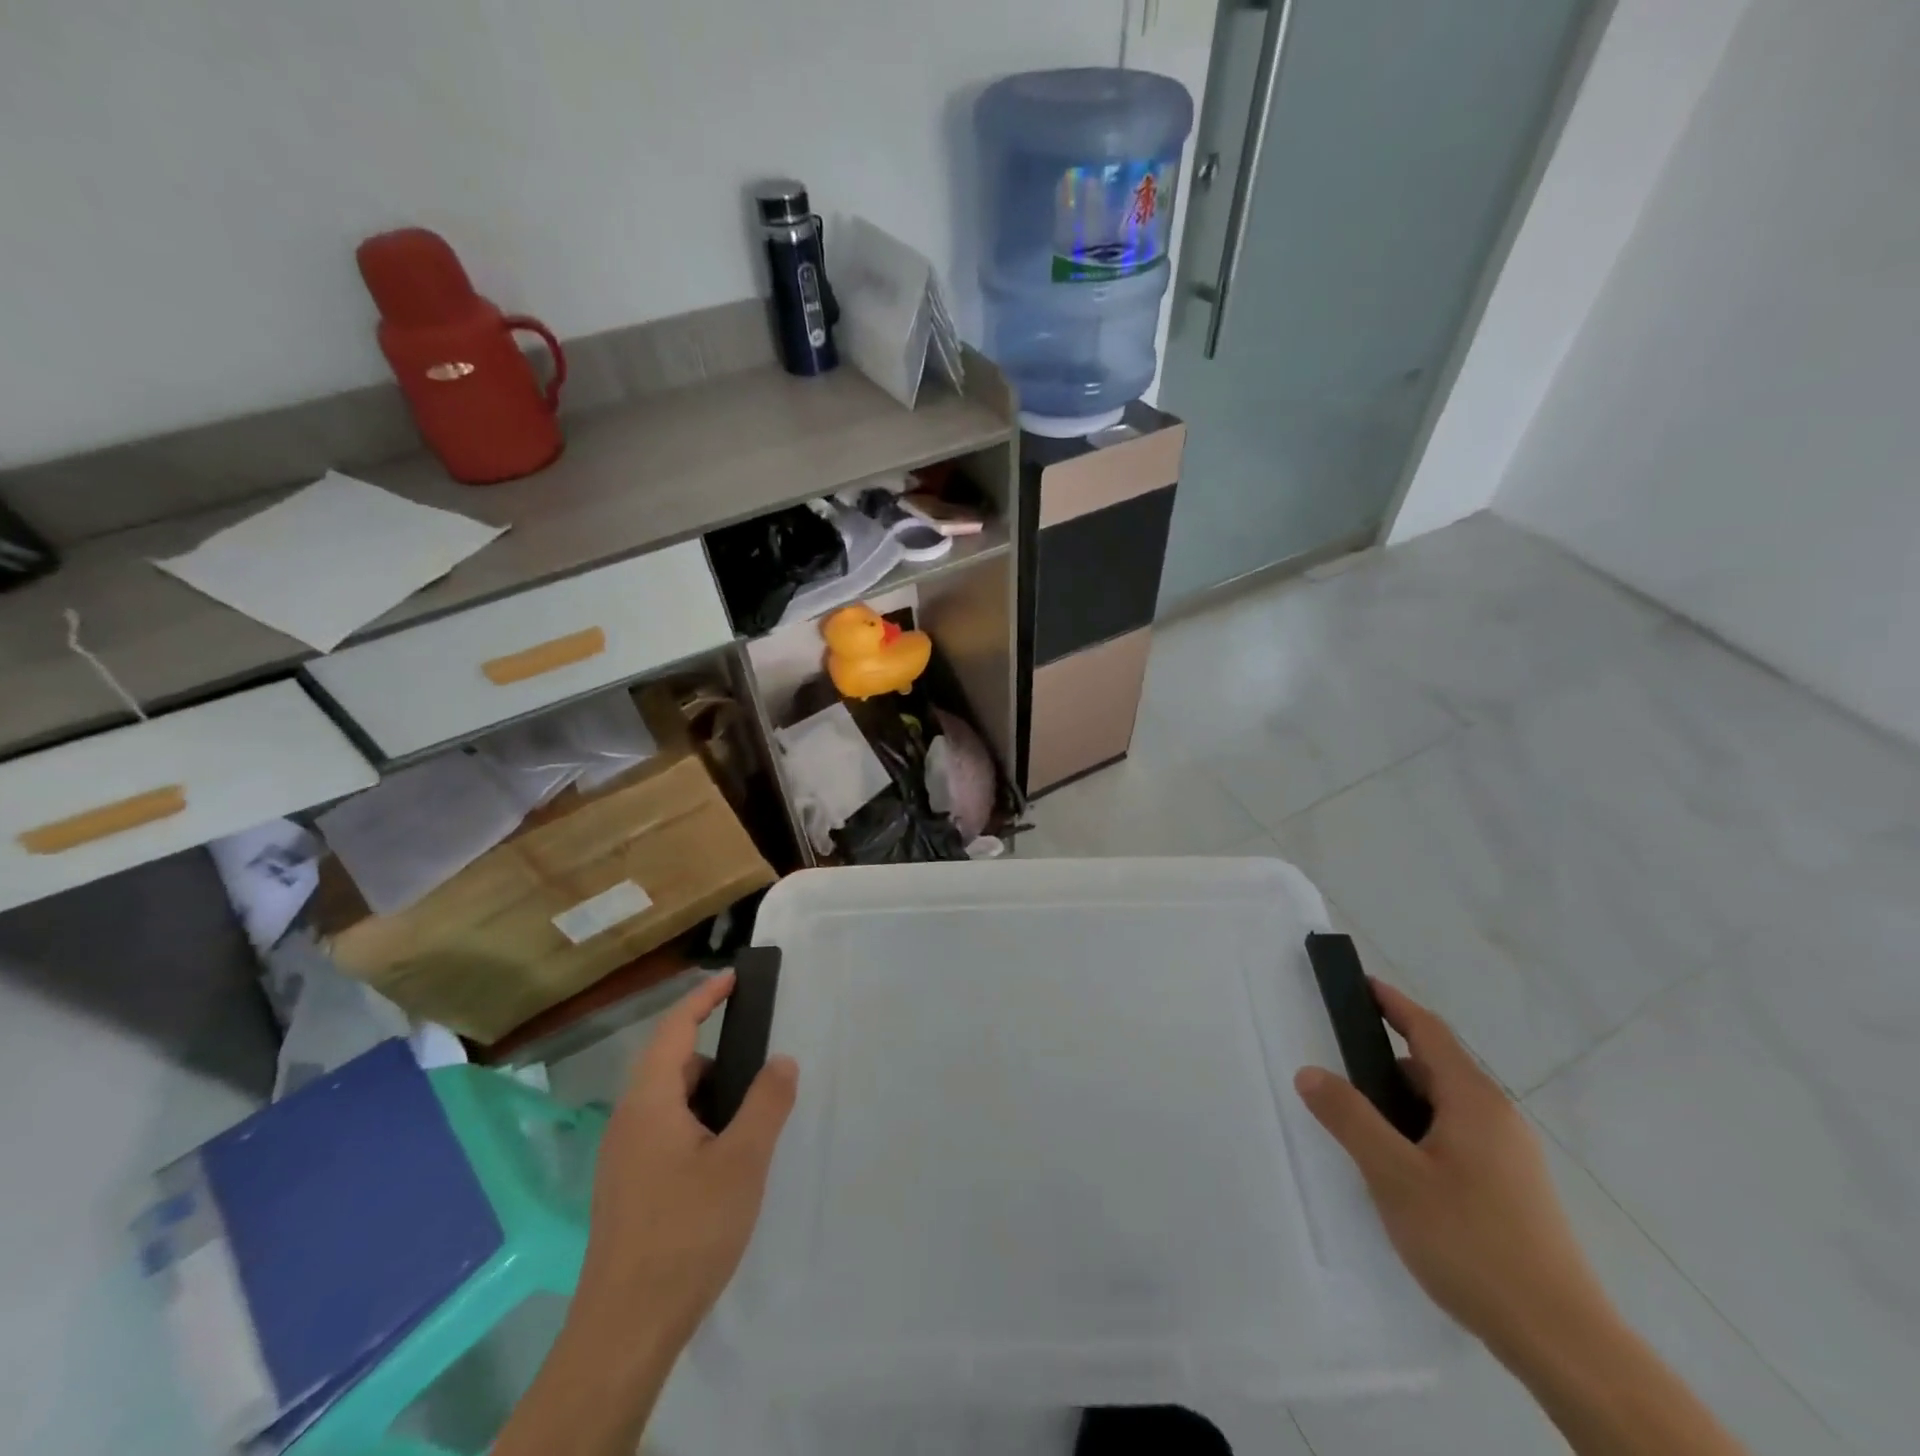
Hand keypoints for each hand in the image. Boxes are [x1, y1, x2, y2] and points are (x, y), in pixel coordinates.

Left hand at [574, 971, 799, 1351]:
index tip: (734, 977)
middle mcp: (628, 1121)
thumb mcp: (742, 1162)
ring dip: (709, 1097)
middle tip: (760, 1070)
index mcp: (649, 1103)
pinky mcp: (627, 1189)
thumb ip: (766, 1103)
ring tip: (750, 1123)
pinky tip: (723, 1163)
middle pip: (673, 1065)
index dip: (704, 998)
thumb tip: (782, 1060)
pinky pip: (664, 1133)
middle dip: (718, 1057)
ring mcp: (622, 1158)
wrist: (624, 1331)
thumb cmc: (686, 1232)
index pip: (675, 1029)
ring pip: (670, 1104)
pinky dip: (697, 1127)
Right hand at [1293, 980, 1607, 1358]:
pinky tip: (1401, 1172)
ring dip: (1403, 1104)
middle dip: (1386, 1062)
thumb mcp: (1394, 1176)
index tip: (1360, 984)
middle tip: (1340, 1070)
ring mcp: (1512, 1157)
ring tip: (1362, 1127)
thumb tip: (1310, 1071)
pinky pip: (1458, 1139)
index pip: (1428, 1031)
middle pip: (1436, 1068)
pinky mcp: (1514, 1191)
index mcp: (1474, 1101)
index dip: (1393, 1004)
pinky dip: (1422, 1133)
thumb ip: (1349, 1117)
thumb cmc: (1472, 1242)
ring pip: (1446, 1108)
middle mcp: (1498, 1118)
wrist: (1562, 1342)